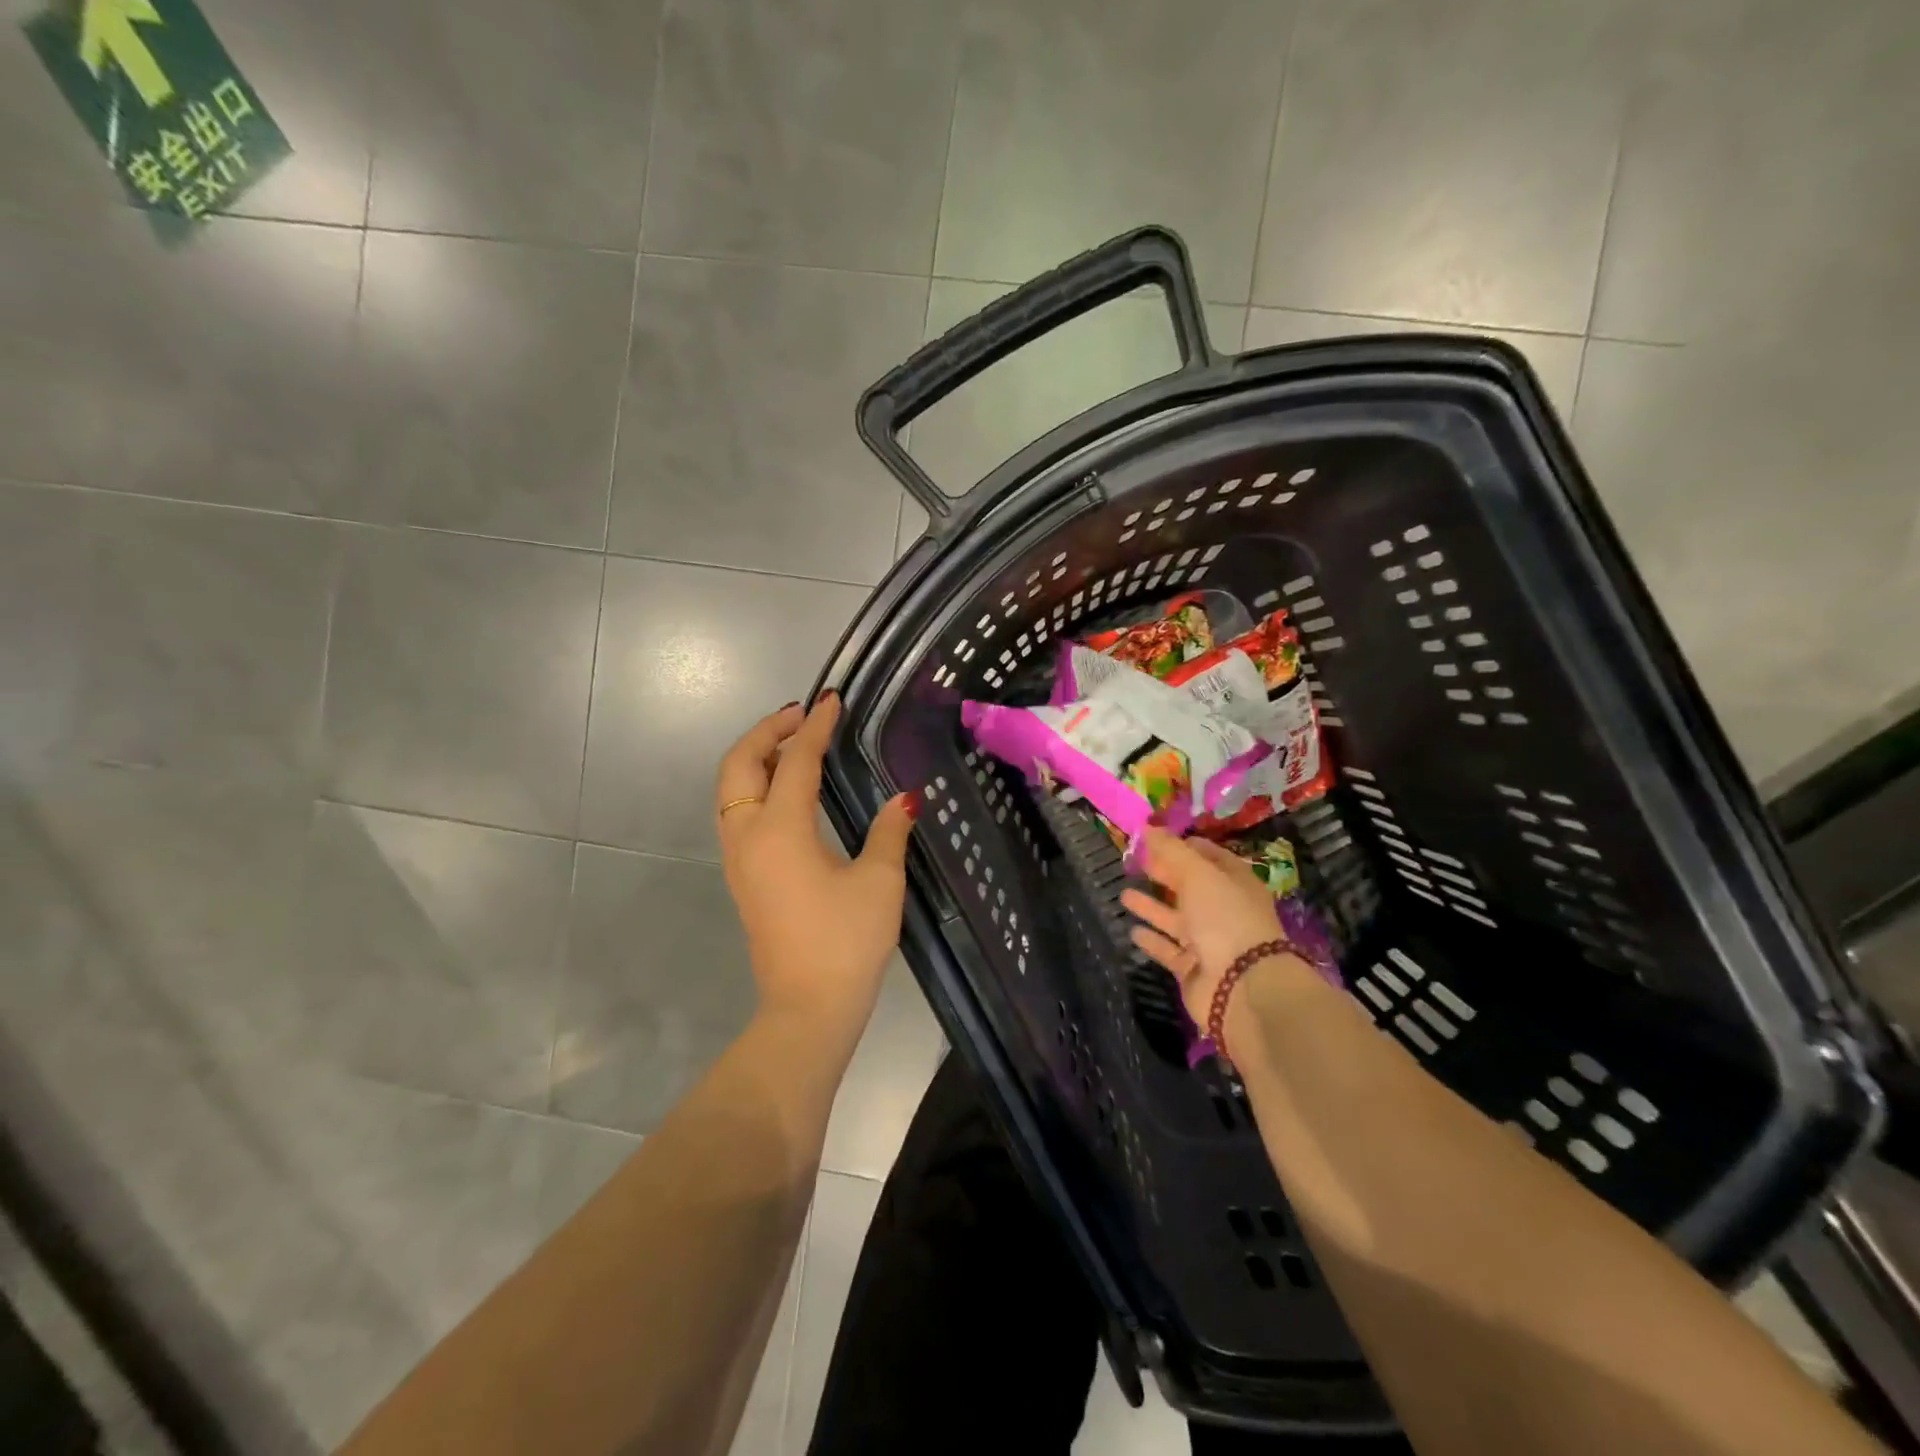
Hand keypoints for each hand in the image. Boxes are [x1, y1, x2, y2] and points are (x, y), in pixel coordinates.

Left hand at [716, 694, 916, 1036]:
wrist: (808, 1008)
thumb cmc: (846, 942)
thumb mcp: (879, 882)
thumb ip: (888, 831)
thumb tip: (904, 798)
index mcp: (781, 830)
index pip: (796, 761)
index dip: (815, 727)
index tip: (832, 701)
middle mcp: (748, 836)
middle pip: (740, 765)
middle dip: (767, 731)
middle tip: (802, 716)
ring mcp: (739, 858)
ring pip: (731, 789)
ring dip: (756, 757)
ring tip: (793, 744)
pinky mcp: (743, 877)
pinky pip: (737, 813)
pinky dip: (755, 785)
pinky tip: (788, 790)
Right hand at [1120, 829, 1288, 1027]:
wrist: (1242, 987)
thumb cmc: (1224, 918)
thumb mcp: (1198, 874)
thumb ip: (1171, 851)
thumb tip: (1148, 827)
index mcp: (1235, 883)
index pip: (1208, 856)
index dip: (1182, 845)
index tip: (1153, 838)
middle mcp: (1224, 910)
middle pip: (1189, 887)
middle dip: (1164, 874)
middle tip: (1134, 862)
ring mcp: (1209, 942)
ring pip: (1175, 919)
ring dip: (1151, 906)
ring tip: (1124, 894)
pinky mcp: (1193, 969)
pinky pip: (1169, 950)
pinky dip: (1152, 940)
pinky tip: (1133, 930)